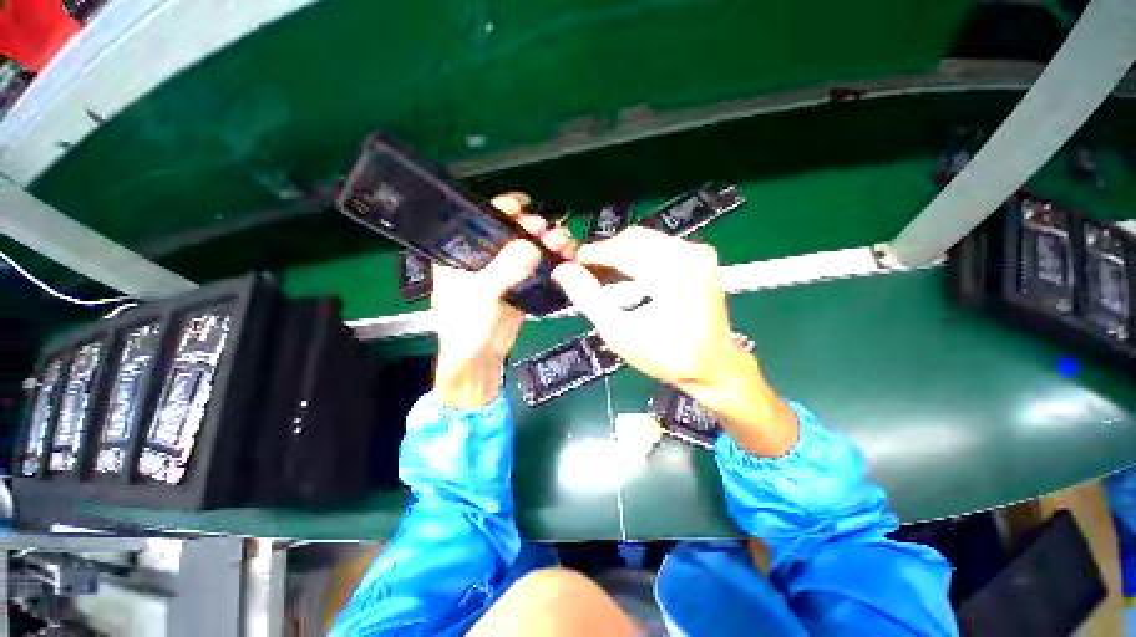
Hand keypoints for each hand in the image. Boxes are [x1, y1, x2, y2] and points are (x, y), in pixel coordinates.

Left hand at [432, 193, 575, 407]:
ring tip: (562, 244)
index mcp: (462, 254)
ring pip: (528, 250)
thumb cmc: (466, 327)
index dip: (502, 209)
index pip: (481, 221)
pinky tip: (564, 258)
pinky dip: (552, 263)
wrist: (480, 360)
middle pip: (510, 234)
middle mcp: (484, 259)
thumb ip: (504, 270)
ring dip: (546, 244)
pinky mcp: (520, 287)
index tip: (524, 204)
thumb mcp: (480, 295)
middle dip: (531, 228)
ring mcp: (504, 273)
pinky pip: (538, 269)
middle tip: (546, 231)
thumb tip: (532, 247)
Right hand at [551, 228, 796, 456]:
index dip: (592, 253)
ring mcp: (700, 252)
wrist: (712, 365)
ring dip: (621, 254)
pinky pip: (660, 245)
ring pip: (646, 239)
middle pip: (634, 239)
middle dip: (606, 253)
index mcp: (675, 274)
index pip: (623, 249)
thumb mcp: (620, 333)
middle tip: (587, 273)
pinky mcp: (701, 256)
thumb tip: (562, 270)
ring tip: (605, 276)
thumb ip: (588, 298)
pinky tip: (629, 275)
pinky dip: (638, 256)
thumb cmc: (666, 356)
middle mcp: (691, 254)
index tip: (571, 264)